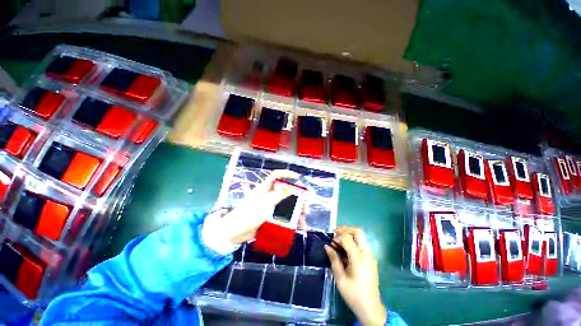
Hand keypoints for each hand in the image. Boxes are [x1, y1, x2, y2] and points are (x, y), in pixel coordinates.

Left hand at [204, 170, 299, 247]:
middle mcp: (268, 196)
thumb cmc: (247, 216)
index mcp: (265, 189)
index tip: (297, 177)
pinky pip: (281, 216)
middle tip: (305, 208)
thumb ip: (277, 196)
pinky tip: (294, 227)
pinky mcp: (268, 216)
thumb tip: (290, 186)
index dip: (286, 174)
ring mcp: (268, 206)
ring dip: (294, 212)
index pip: (276, 176)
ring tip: (302, 222)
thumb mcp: (263, 205)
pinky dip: (288, 221)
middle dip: (297, 199)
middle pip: (285, 193)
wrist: (233, 233)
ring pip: (285, 206)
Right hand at [326, 226, 386, 325]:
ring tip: (339, 243)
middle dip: (346, 230)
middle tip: (336, 234)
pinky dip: (353, 243)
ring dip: (349, 236)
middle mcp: (366, 253)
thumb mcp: (340, 277)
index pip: (347, 238)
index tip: (331, 243)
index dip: (337, 237)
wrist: (370, 308)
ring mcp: (370, 256)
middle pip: (358, 231)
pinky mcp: (371, 260)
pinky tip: (345, 252)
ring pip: (360, 237)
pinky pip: (361, 245)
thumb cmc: (353, 294)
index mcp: (358, 257)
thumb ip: (334, 259)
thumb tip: (327, 246)